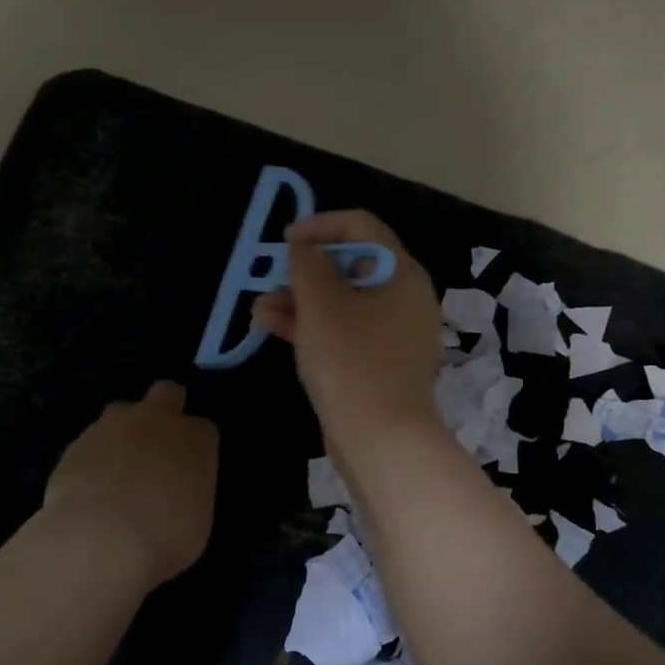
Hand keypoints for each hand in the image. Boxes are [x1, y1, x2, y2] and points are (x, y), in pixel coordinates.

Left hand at [44, 381, 218, 587]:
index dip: (195, 447)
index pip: (203, 428)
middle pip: (167, 393)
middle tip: (157, 447)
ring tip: (116, 477)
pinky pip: (89, 445)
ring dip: (122, 435)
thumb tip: (174, 493)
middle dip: (165, 410)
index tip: (189, 470)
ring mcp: (111, 426)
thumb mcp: (197, 520)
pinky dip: (92, 461)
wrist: (100, 539)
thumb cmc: (166, 536)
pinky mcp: (75, 444)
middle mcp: (156, 420)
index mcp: (195, 438)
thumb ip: (187, 492)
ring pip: (120, 415)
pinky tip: (88, 493)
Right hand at [252, 211, 442, 456]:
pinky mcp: (381, 363)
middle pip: (351, 266)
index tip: (287, 241)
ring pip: (343, 302)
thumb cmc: (351, 362)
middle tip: (271, 278)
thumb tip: (303, 249)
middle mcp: (405, 297)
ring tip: (260, 308)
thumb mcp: (321, 306)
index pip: (362, 227)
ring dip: (301, 300)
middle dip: (305, 270)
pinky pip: (345, 331)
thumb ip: (308, 266)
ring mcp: (394, 333)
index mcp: (402, 273)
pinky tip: (272, 326)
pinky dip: (313, 326)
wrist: (382, 439)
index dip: (320, 225)